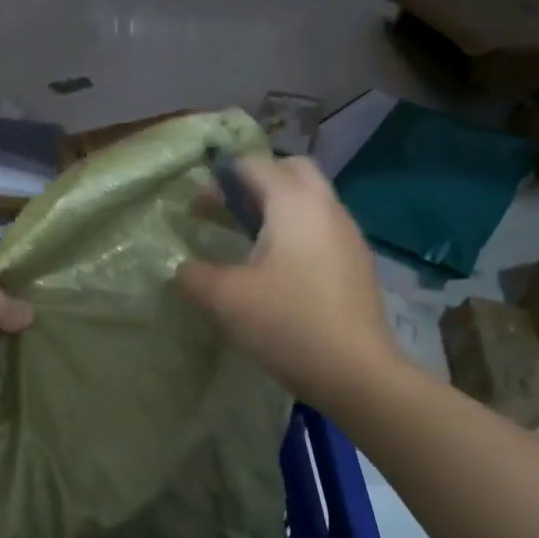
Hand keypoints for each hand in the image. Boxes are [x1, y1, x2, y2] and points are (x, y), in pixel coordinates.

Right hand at [177, 156, 407, 406]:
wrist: (356, 371)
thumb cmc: (288, 324)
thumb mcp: (226, 300)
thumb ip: (195, 276)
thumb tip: (182, 268)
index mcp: (294, 204)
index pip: (256, 166)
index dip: (223, 175)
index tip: (198, 200)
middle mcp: (326, 208)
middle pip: (292, 170)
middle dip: (257, 180)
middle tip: (228, 208)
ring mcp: (348, 234)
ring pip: (311, 199)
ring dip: (279, 206)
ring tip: (248, 237)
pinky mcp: (356, 262)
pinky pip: (322, 227)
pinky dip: (297, 230)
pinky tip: (279, 267)